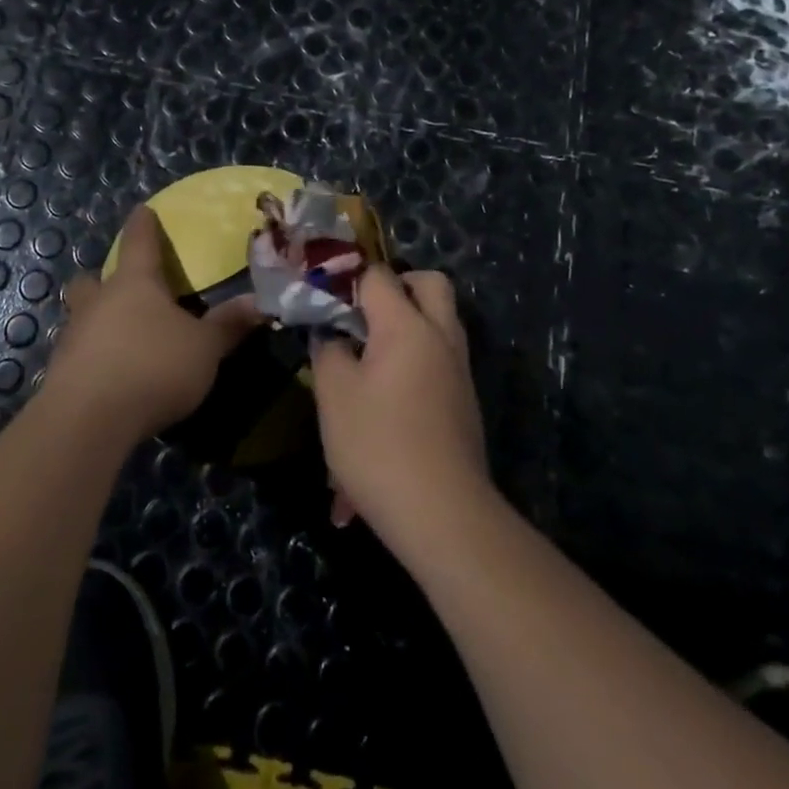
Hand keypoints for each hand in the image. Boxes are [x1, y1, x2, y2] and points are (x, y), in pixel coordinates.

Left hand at [49, 206, 261, 441]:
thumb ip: (228, 325)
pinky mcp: (61, 373)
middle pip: (92, 280)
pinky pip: (79, 353)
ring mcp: (74, 336)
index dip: (143, 225)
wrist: (88, 419)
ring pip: (81, 316)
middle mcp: (99, 301)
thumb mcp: (204, 348)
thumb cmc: (153, 366)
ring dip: (97, 321)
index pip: (139, 241)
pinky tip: (111, 376)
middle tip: (121, 289)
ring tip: (121, 338)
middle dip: (102, 280)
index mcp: (135, 283)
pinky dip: (94, 357)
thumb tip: (259, 303)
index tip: (143, 210)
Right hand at [310, 267, 488, 550]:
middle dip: (397, 287)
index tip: (325, 300)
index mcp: (407, 326)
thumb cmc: (378, 444)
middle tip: (363, 313)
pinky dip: (416, 362)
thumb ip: (328, 350)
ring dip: (408, 325)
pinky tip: (386, 398)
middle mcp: (441, 336)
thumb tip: (331, 334)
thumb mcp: (333, 394)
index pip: (379, 276)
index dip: (349, 280)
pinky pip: (440, 360)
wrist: (442, 513)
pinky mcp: (463, 399)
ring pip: (439, 322)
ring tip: (367, 357)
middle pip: (429, 284)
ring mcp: (458, 369)